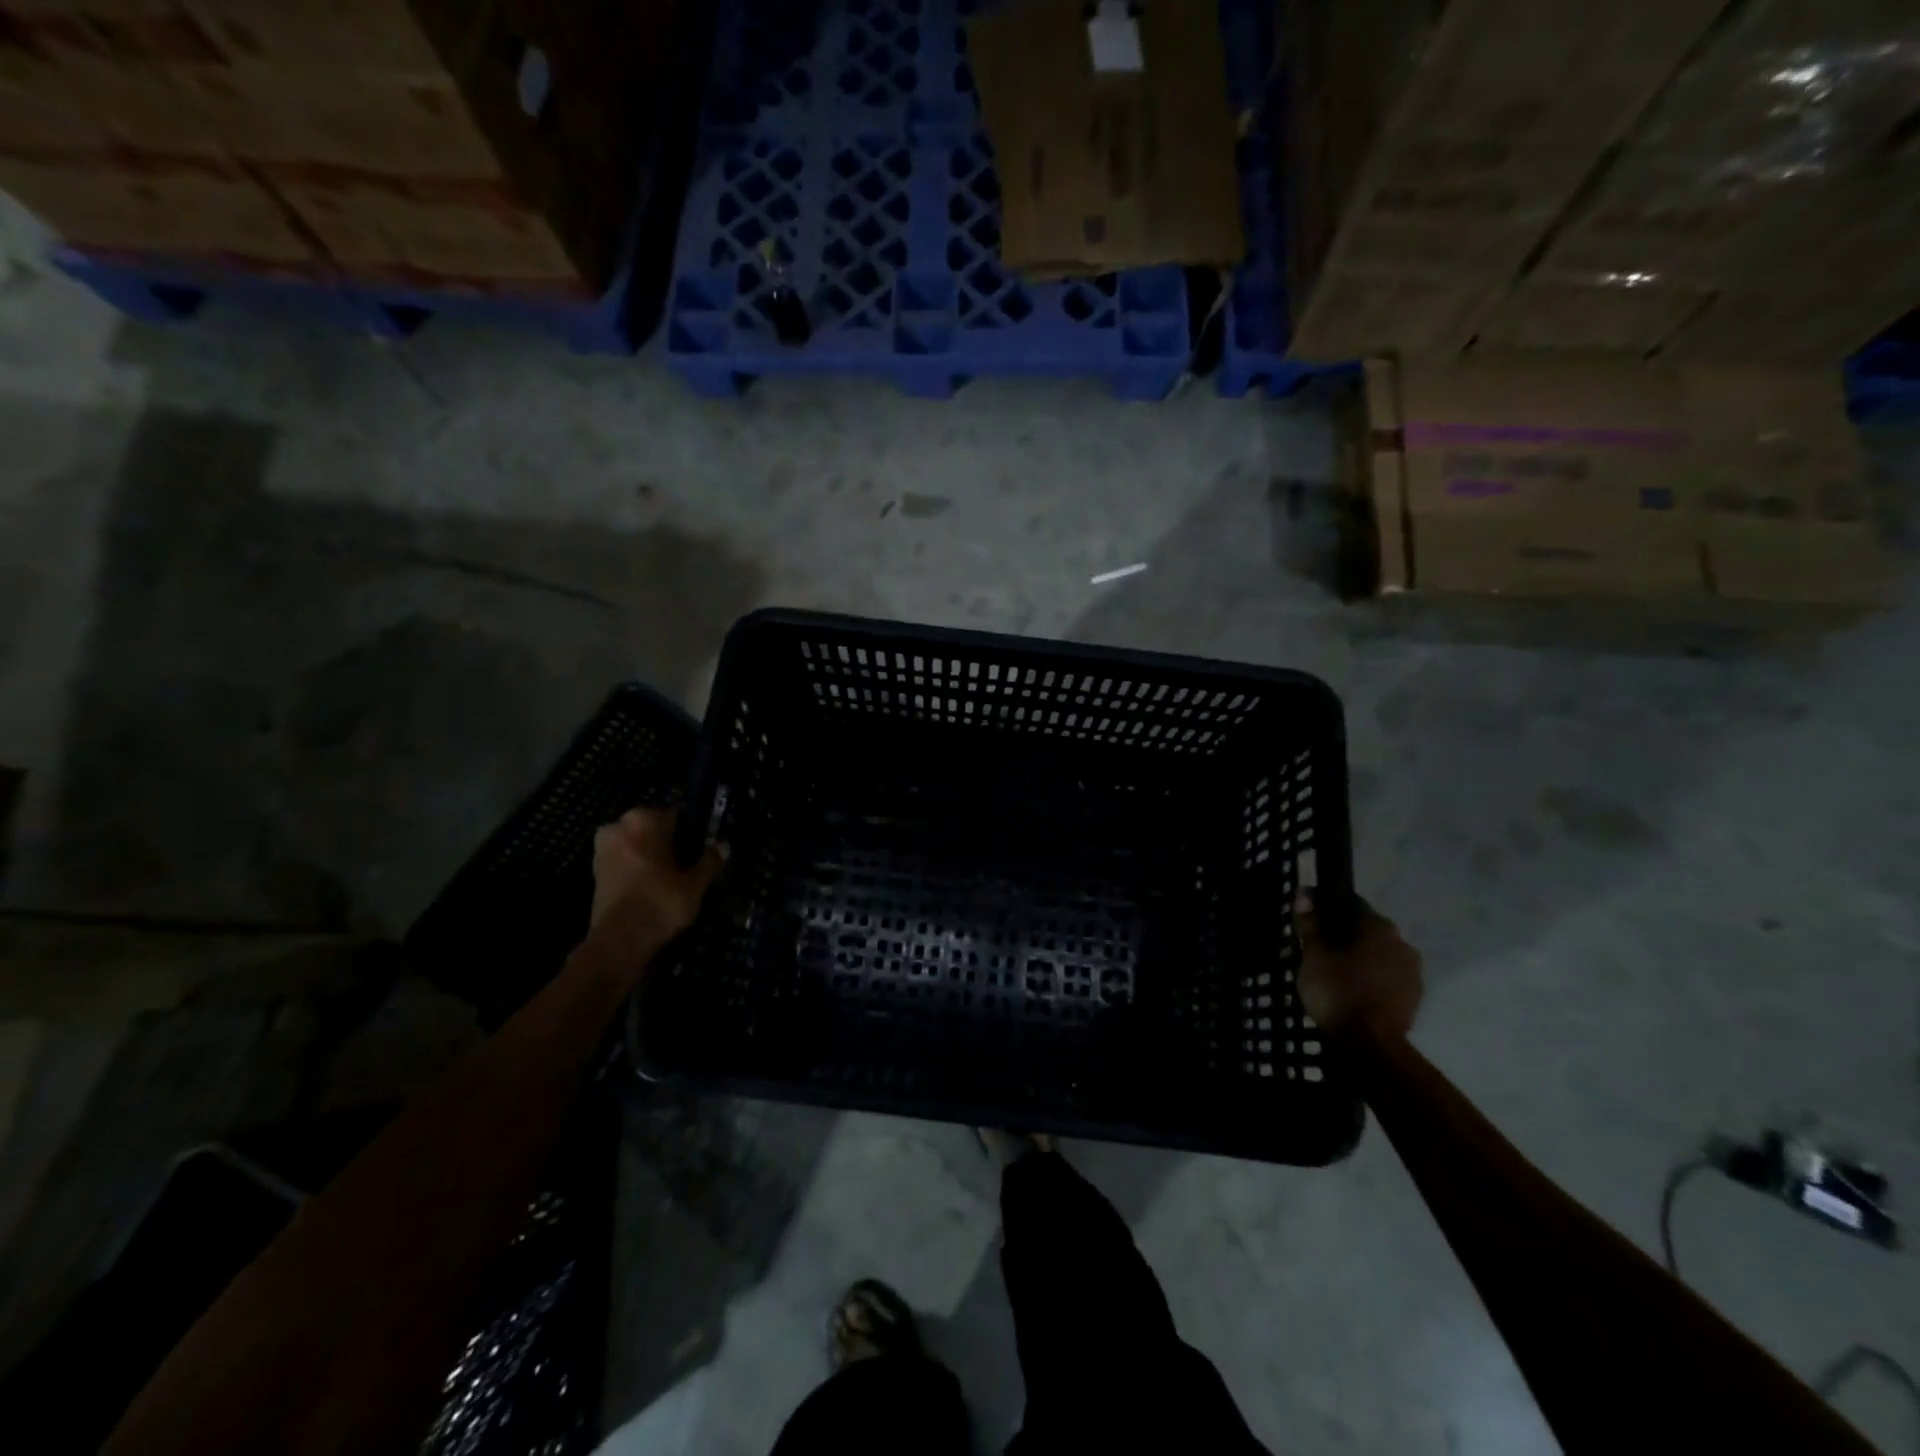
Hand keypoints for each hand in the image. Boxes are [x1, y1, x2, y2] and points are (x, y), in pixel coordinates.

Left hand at [590, 807, 722, 950]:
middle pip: (655, 827)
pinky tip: (655, 885)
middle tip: (690, 863)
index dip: (694, 830)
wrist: (618, 941)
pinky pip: (626, 859)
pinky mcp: (595, 869)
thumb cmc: (660, 902)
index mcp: (644, 818)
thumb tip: (723, 846)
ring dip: (653, 855)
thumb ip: (710, 861)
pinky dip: (638, 868)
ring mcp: (603, 847)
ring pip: (639, 843)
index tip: (704, 847)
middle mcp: (619, 825)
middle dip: (671, 841)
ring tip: (674, 877)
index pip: (678, 814)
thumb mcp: (695, 883)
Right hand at [1295, 892, 1422, 1038]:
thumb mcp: (1313, 955)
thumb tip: (1306, 893)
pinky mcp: (1415, 997)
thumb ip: (1310, 924)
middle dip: (1345, 937)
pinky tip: (1355, 993)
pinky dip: (1373, 980)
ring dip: (1361, 960)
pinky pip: (1389, 978)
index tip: (1310, 924)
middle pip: (1366, 930)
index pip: (1349, 904)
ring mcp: (1413, 971)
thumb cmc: (1337, 991)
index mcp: (1377, 925)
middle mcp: (1401, 941)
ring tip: (1337, 976)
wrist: (1372, 1045)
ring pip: (1379, 955)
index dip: (1327, 911)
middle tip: (1320, 953)